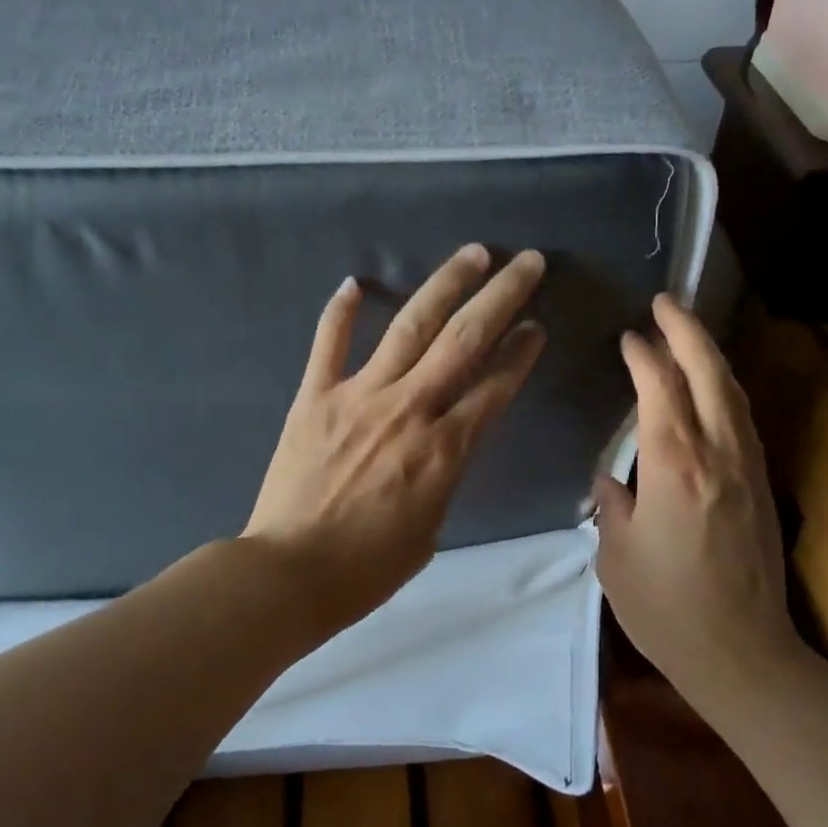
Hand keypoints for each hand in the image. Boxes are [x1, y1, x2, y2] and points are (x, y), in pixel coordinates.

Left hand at [245, 245, 547, 631]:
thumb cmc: (368, 567)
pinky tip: (356, 281)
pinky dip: (342, 311)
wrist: (290, 573)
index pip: (496, 386)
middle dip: (502, 296)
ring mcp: (358, 396)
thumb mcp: (431, 526)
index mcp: (445, 449)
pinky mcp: (314, 397)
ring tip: (473, 254)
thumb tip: (451, 437)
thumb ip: (446, 472)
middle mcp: (409, 409)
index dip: (522, 353)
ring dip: (445, 285)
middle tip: (528, 262)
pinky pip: (329, 343)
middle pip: (464, 339)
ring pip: (410, 327)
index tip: (537, 327)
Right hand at [594, 295, 800, 706]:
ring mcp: (748, 468)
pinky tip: (710, 388)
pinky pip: (742, 419)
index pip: (661, 388)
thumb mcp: (616, 554)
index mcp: (674, 466)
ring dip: (710, 355)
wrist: (742, 653)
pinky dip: (724, 388)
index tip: (628, 336)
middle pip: (708, 374)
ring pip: (732, 392)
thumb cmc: (665, 607)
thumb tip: (613, 478)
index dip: (644, 356)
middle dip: (687, 331)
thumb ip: (613, 503)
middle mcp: (718, 455)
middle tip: (666, 301)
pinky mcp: (761, 486)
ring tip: (687, 332)